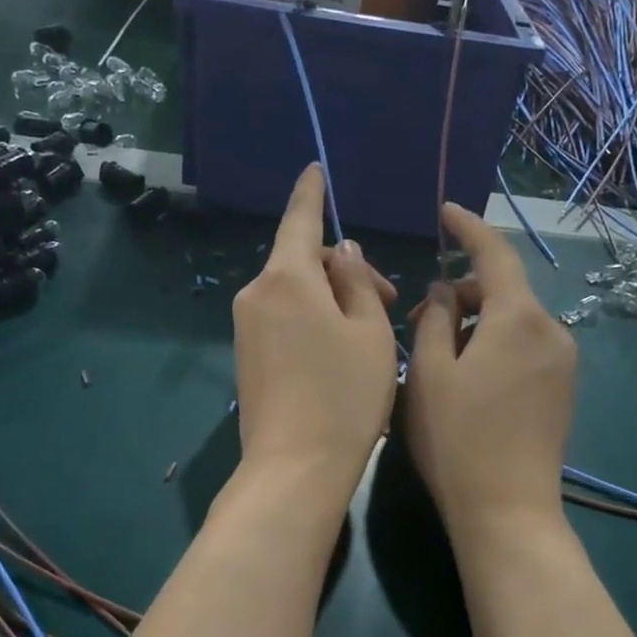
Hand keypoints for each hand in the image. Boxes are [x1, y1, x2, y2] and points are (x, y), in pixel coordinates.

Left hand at [232, 165, 397, 498]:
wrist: (295, 467)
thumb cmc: (345, 395)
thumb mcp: (370, 332)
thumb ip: (358, 282)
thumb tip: (345, 253)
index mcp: (287, 278)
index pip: (300, 219)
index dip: (311, 192)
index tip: (315, 169)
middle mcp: (256, 294)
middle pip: (303, 262)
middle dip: (346, 271)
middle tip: (391, 301)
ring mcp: (246, 327)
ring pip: (295, 293)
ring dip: (332, 299)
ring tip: (370, 333)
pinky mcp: (246, 356)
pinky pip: (282, 319)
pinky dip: (312, 320)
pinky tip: (340, 351)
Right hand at [406, 203, 575, 538]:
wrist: (507, 510)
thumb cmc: (456, 439)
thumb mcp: (429, 373)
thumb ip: (436, 318)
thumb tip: (446, 289)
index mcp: (519, 319)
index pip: (495, 254)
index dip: (468, 228)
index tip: (445, 211)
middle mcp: (551, 331)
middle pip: (506, 289)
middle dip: (463, 291)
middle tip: (418, 318)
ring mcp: (563, 363)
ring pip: (515, 320)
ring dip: (477, 321)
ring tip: (437, 352)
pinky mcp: (562, 390)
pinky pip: (526, 346)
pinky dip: (495, 343)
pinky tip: (467, 374)